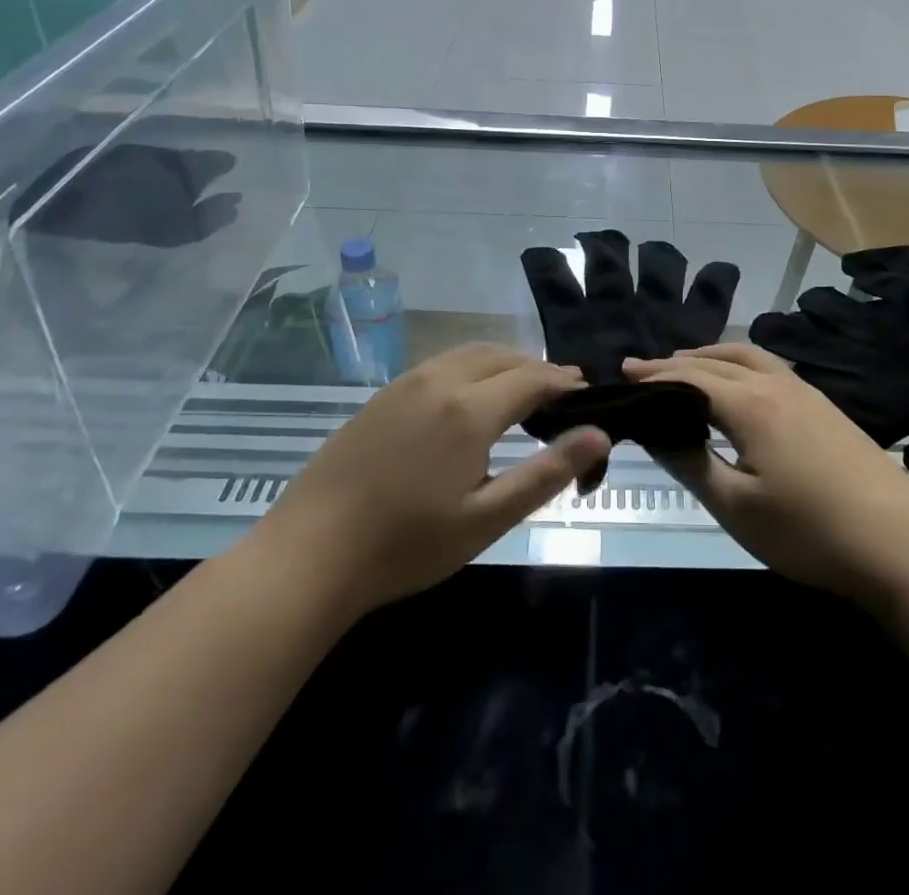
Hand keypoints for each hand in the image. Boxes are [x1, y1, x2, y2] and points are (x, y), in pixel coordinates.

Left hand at [257, 346, 609, 615]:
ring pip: (468, 354)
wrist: (308, 554)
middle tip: (559, 393)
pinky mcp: (381, 397)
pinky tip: (467, 399)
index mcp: (470, 408)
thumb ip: (547, 473)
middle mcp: (440, 381)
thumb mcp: (487, 518)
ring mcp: (405, 385)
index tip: (585, 392)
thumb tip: (600, 435)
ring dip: (502, 363)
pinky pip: (440, 364)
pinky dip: (470, 368)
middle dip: (535, 368)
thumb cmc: (406, 545)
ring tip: (519, 389)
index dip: (563, 382)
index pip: (532, 378)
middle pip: (501, 356)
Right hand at [624, 344, 908, 604]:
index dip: (656, 374)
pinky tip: (740, 385)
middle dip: (679, 360)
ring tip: (687, 366)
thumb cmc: (809, 531)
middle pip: (719, 359)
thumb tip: (656, 432)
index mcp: (750, 404)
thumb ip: (692, 463)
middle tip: (646, 368)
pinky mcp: (826, 407)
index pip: (691, 377)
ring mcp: (807, 392)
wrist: (900, 543)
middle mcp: (777, 385)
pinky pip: (771, 367)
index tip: (623, 371)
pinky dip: (741, 364)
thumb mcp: (737, 507)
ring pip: (750, 356)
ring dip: (713, 355)